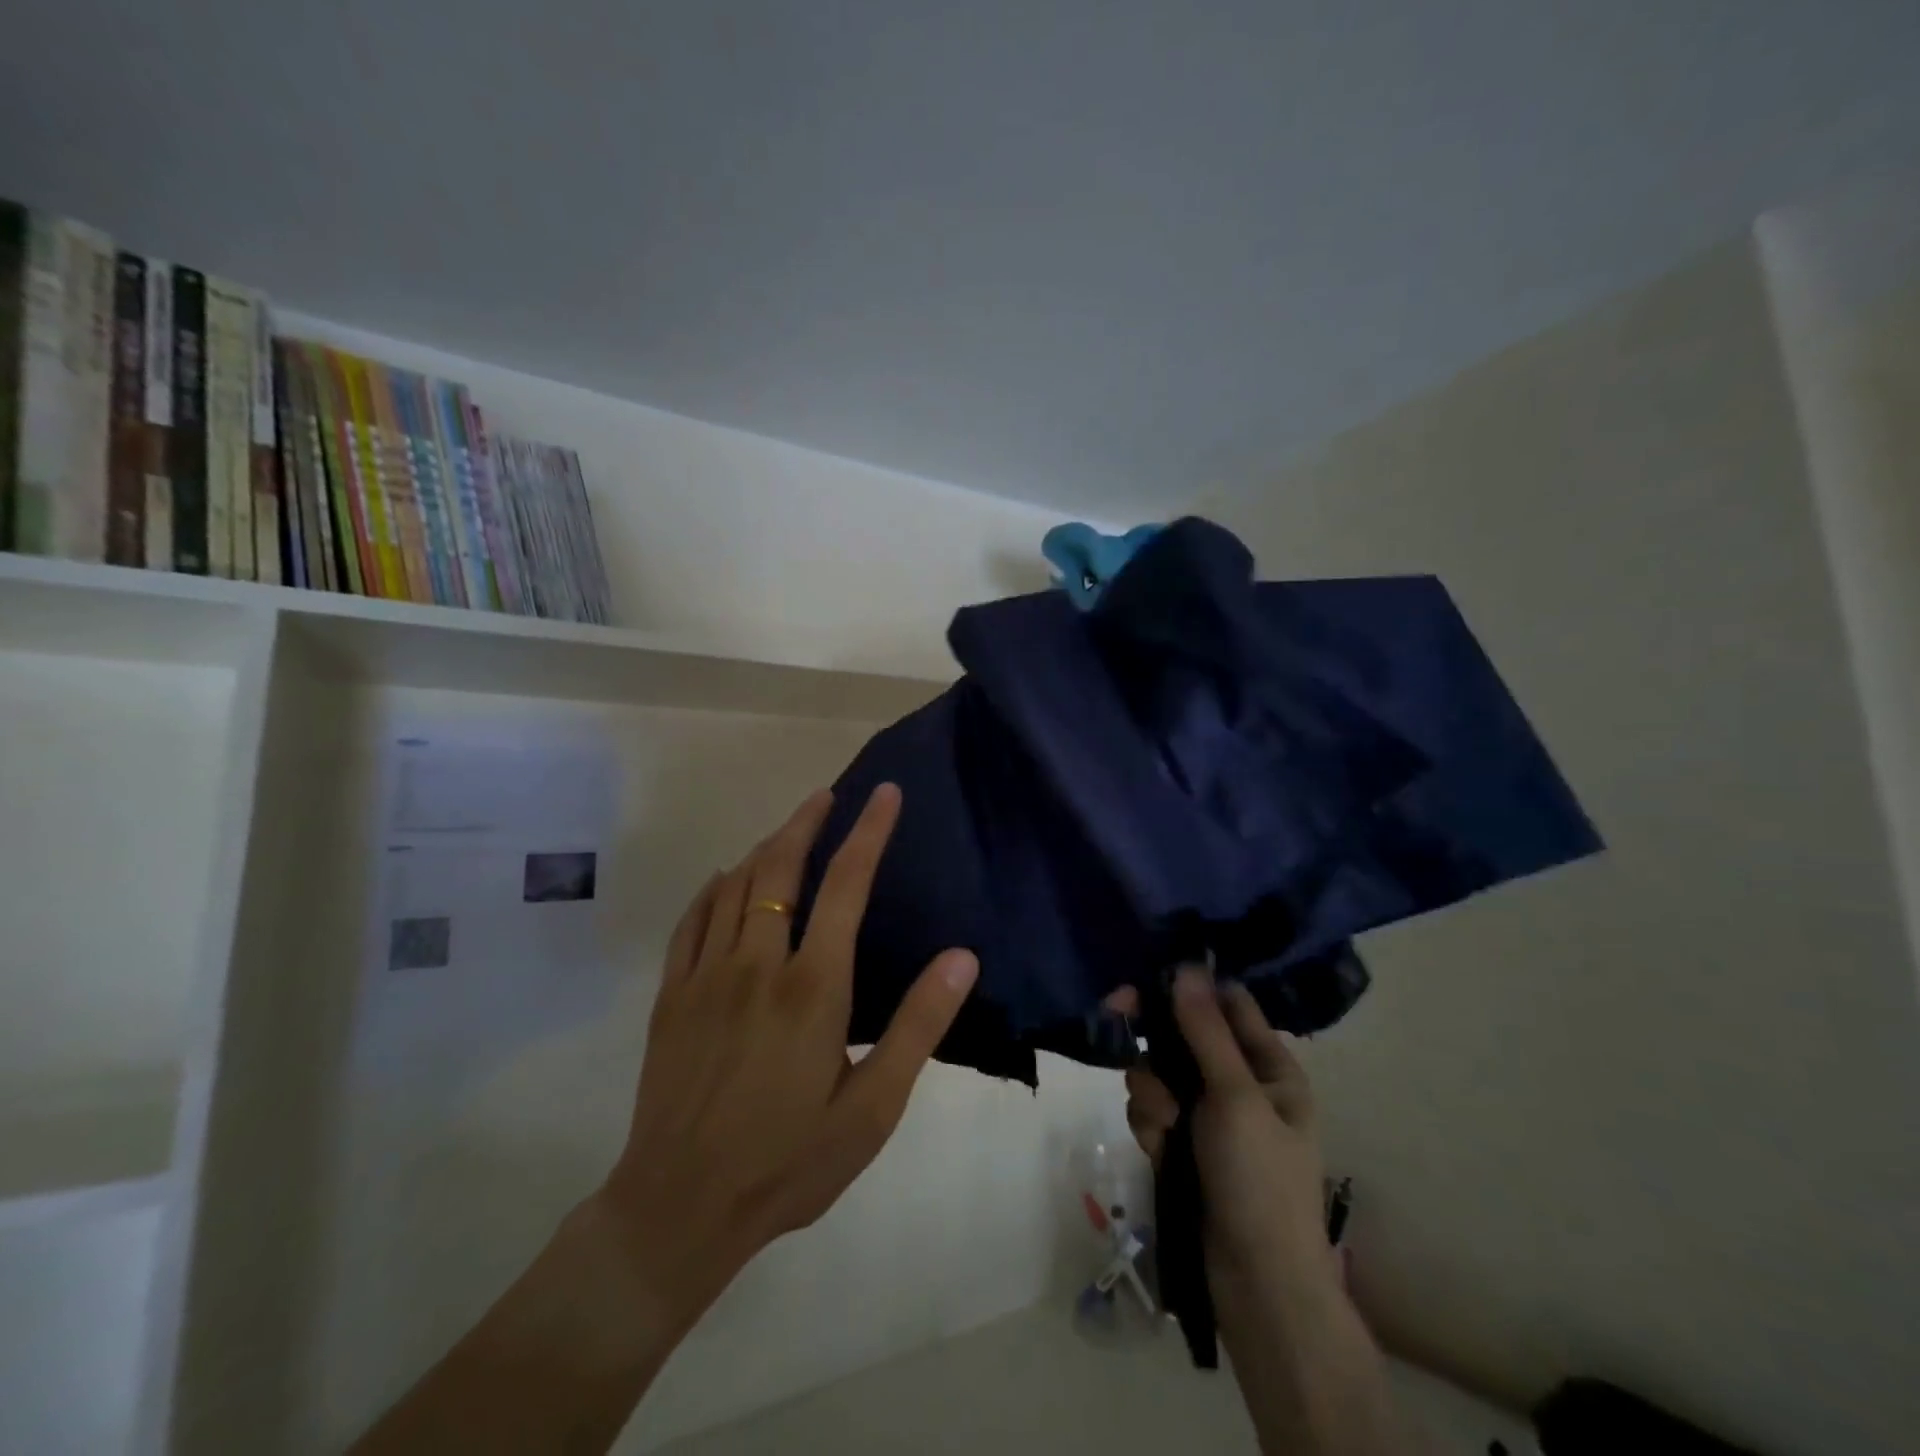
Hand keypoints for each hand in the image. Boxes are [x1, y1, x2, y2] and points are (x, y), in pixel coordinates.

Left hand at [596, 783, 978, 1332]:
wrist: (678, 1209)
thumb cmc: (789, 1161)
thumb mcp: (873, 1108)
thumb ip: (917, 1026)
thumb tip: (961, 957)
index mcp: (812, 986)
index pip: (846, 884)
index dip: (868, 831)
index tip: (884, 794)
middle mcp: (756, 963)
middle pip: (780, 867)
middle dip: (807, 822)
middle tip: (828, 795)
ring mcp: (705, 976)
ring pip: (734, 884)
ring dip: (764, 847)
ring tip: (788, 830)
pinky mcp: (670, 996)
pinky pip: (692, 920)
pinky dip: (713, 887)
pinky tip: (723, 880)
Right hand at [1123, 968, 1333, 1300]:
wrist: (1255, 1286)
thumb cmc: (1260, 1180)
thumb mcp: (1236, 1097)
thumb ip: (1205, 1031)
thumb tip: (1187, 965)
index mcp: (1269, 1066)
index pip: (1227, 1003)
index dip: (1189, 985)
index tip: (1147, 973)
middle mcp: (1238, 1083)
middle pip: (1184, 1035)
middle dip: (1156, 1039)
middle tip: (1118, 1016)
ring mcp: (1209, 1116)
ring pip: (1160, 1073)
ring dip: (1152, 1092)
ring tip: (1165, 1126)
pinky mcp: (1183, 1144)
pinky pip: (1152, 1111)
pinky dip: (1151, 1125)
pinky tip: (1159, 1150)